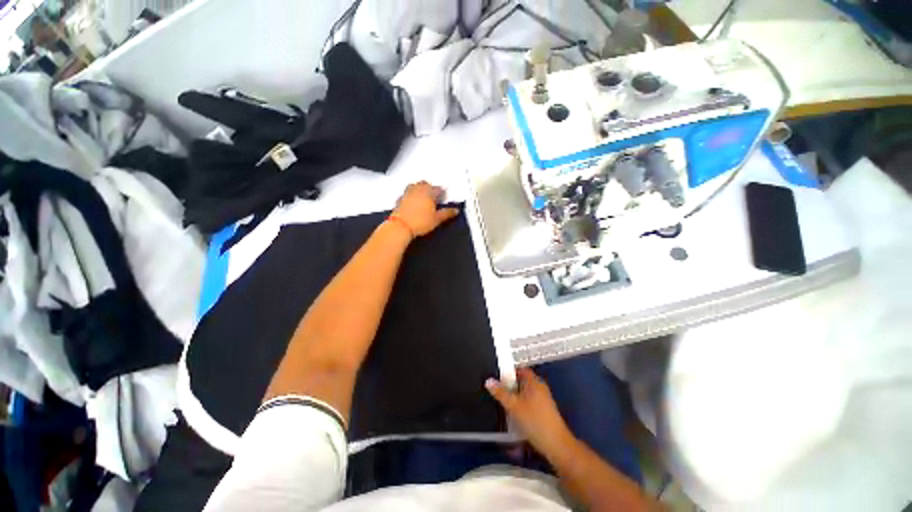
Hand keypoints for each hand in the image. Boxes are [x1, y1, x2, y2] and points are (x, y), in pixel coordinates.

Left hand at [392, 181, 459, 236]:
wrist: (401, 226)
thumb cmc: (419, 222)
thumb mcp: (437, 219)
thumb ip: (447, 213)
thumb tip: (455, 211)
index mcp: (429, 192)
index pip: (438, 189)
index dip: (442, 193)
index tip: (443, 197)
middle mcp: (418, 189)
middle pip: (426, 184)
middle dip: (430, 189)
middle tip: (434, 197)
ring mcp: (408, 193)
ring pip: (415, 186)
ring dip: (420, 190)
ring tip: (423, 198)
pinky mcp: (400, 199)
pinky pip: (407, 193)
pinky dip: (411, 196)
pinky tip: (413, 203)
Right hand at [486, 368, 575, 458]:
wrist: (556, 445)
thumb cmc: (534, 420)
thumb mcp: (513, 406)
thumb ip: (500, 393)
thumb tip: (488, 380)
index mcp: (534, 381)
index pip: (520, 369)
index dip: (509, 371)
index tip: (497, 377)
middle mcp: (540, 387)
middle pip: (522, 381)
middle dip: (510, 385)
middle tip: (497, 390)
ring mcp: (544, 399)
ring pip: (525, 393)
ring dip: (515, 397)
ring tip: (503, 403)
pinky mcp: (545, 411)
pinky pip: (530, 402)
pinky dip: (521, 405)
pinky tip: (514, 415)